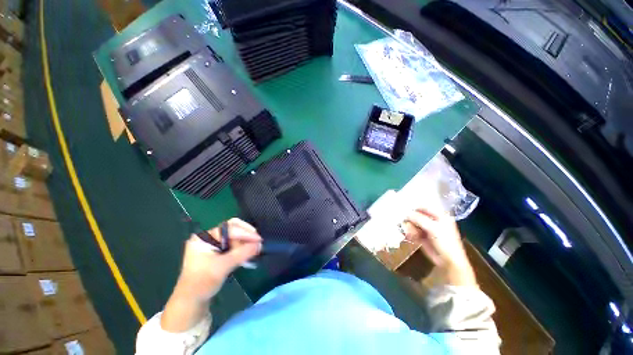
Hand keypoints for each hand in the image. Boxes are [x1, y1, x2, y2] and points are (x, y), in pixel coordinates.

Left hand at [175, 218, 261, 301]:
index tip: (259, 239)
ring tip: (255, 250)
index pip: (230, 228)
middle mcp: (209, 238)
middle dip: (246, 236)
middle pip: (232, 230)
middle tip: (258, 242)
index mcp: (205, 237)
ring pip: (234, 238)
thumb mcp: (223, 266)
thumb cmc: (202, 282)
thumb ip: (242, 253)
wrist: (191, 302)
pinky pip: (233, 245)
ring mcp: (212, 245)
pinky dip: (241, 249)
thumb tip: (259, 244)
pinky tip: (248, 254)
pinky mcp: (217, 253)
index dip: (246, 233)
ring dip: (245, 243)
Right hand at [402, 206, 476, 286]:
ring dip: (409, 226)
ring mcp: (427, 228)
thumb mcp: (433, 228)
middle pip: (417, 214)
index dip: (413, 206)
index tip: (402, 207)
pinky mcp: (422, 236)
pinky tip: (409, 236)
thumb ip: (419, 218)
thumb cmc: (445, 242)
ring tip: (408, 232)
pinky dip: (409, 232)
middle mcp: (432, 220)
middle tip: (402, 220)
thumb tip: (406, 213)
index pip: (424, 206)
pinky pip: (412, 230)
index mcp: (439, 214)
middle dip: (409, 217)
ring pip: (413, 222)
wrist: (449, 262)